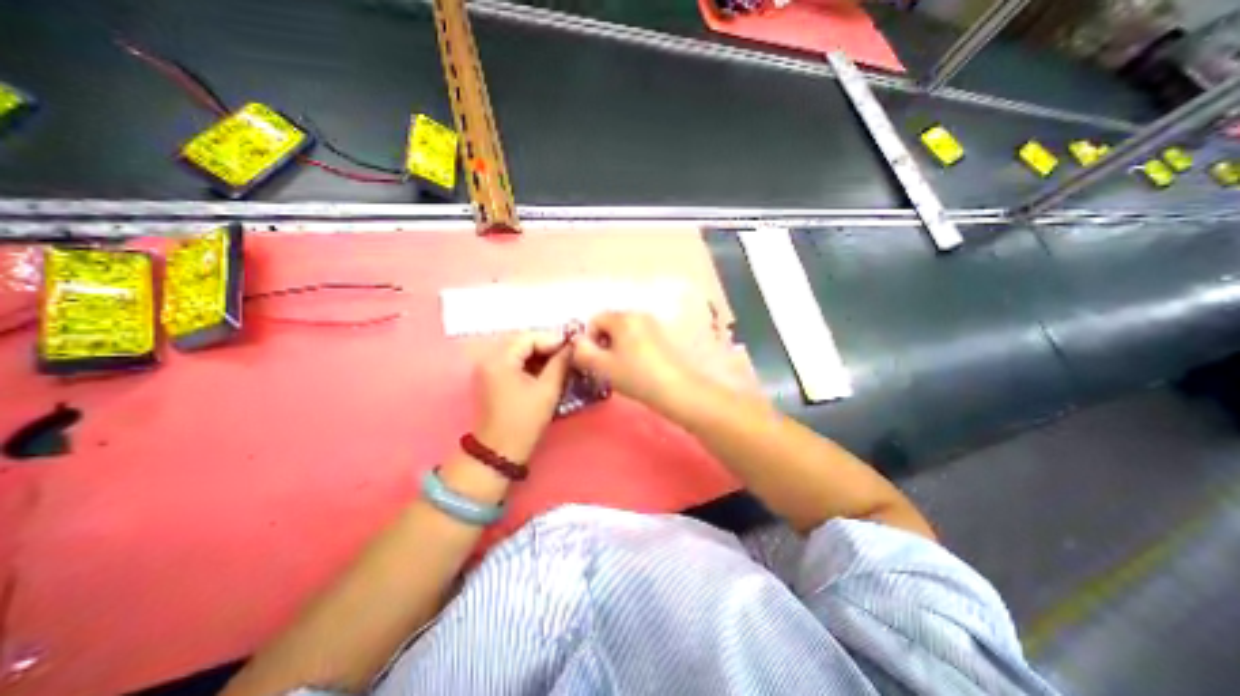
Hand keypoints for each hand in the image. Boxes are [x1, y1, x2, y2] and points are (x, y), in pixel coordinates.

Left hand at [476, 333, 570, 460]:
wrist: (500, 451)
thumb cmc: (525, 420)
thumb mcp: (547, 389)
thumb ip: (560, 363)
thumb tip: (572, 346)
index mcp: (499, 359)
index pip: (528, 338)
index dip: (552, 339)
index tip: (573, 346)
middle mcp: (489, 359)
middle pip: (522, 343)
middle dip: (547, 346)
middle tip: (569, 353)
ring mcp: (488, 370)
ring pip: (519, 353)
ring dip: (540, 355)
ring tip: (561, 362)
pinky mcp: (492, 379)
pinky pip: (513, 363)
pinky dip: (530, 364)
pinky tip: (547, 370)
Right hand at [572, 311, 694, 412]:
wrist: (675, 388)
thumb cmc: (635, 376)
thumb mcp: (602, 366)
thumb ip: (583, 351)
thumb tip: (576, 342)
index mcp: (622, 318)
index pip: (595, 320)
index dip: (589, 339)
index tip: (594, 360)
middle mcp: (638, 315)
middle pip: (610, 324)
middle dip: (603, 342)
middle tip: (606, 365)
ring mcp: (653, 324)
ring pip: (624, 332)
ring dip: (617, 346)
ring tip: (621, 368)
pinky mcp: (662, 336)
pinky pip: (638, 337)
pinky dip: (632, 348)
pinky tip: (637, 367)